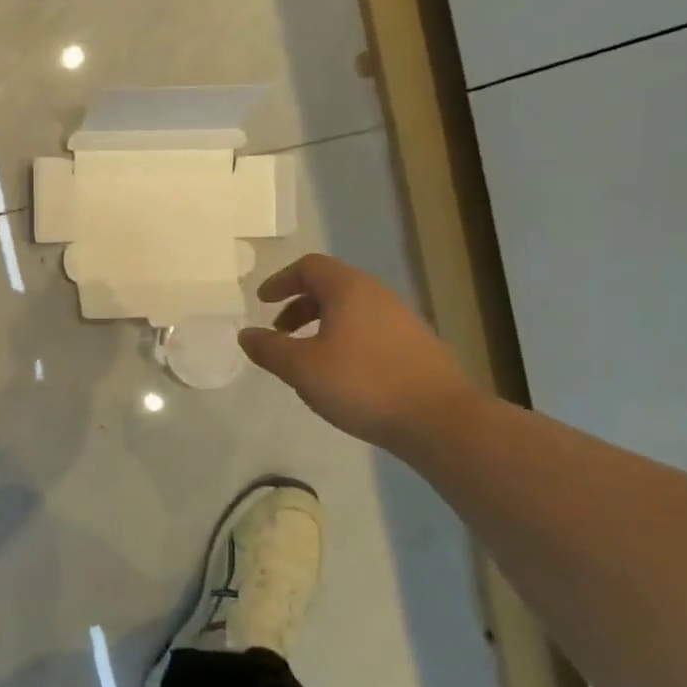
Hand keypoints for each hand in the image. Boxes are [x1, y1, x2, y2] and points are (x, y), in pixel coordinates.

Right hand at [239, 254, 478, 448]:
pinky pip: (370, 331)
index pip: (309, 266)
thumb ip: (269, 348)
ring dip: (322, 326)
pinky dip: (345, 341)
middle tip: (280, 333)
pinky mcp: (417, 347)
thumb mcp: (302, 368)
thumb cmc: (363, 384)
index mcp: (349, 289)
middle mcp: (378, 295)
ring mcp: (403, 320)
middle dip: (299, 306)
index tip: (263, 302)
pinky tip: (342, 375)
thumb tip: (246, 334)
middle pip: (331, 287)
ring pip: (352, 311)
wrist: (440, 419)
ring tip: (307, 358)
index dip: (281, 281)